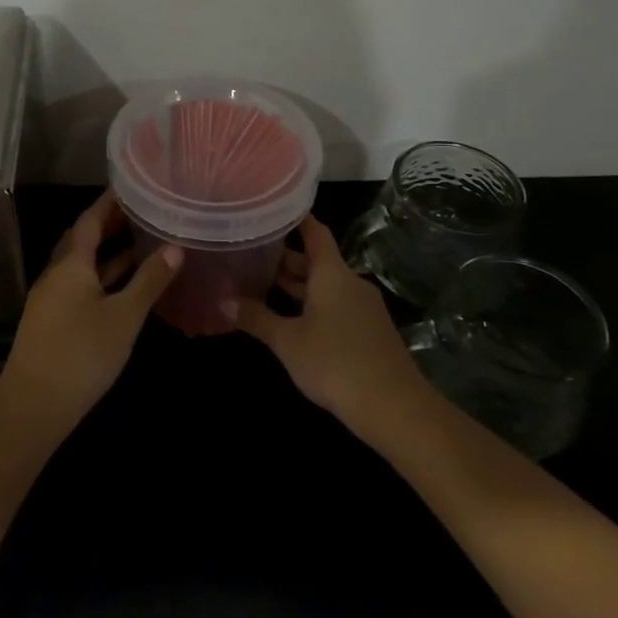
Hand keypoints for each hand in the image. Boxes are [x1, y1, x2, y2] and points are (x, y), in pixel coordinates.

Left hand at [0, 192, 181, 439]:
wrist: (34, 405)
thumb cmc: (82, 353)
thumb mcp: (124, 316)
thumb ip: (150, 281)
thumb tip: (176, 248)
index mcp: (71, 263)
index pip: (90, 219)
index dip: (110, 202)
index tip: (132, 187)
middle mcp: (57, 273)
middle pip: (83, 239)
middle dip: (110, 224)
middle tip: (142, 212)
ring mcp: (51, 297)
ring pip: (81, 264)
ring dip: (107, 252)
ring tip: (140, 243)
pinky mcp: (52, 320)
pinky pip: (79, 284)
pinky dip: (101, 277)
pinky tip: (122, 286)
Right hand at [233, 215, 425, 442]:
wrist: (395, 408)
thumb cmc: (335, 363)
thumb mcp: (287, 341)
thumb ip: (256, 318)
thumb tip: (222, 299)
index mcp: (332, 274)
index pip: (315, 232)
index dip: (295, 219)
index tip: (272, 209)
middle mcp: (350, 283)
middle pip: (317, 260)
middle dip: (286, 258)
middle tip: (252, 252)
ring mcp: (363, 308)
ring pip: (325, 285)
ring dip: (298, 285)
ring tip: (263, 283)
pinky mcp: (369, 332)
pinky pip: (336, 306)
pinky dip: (312, 304)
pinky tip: (291, 318)